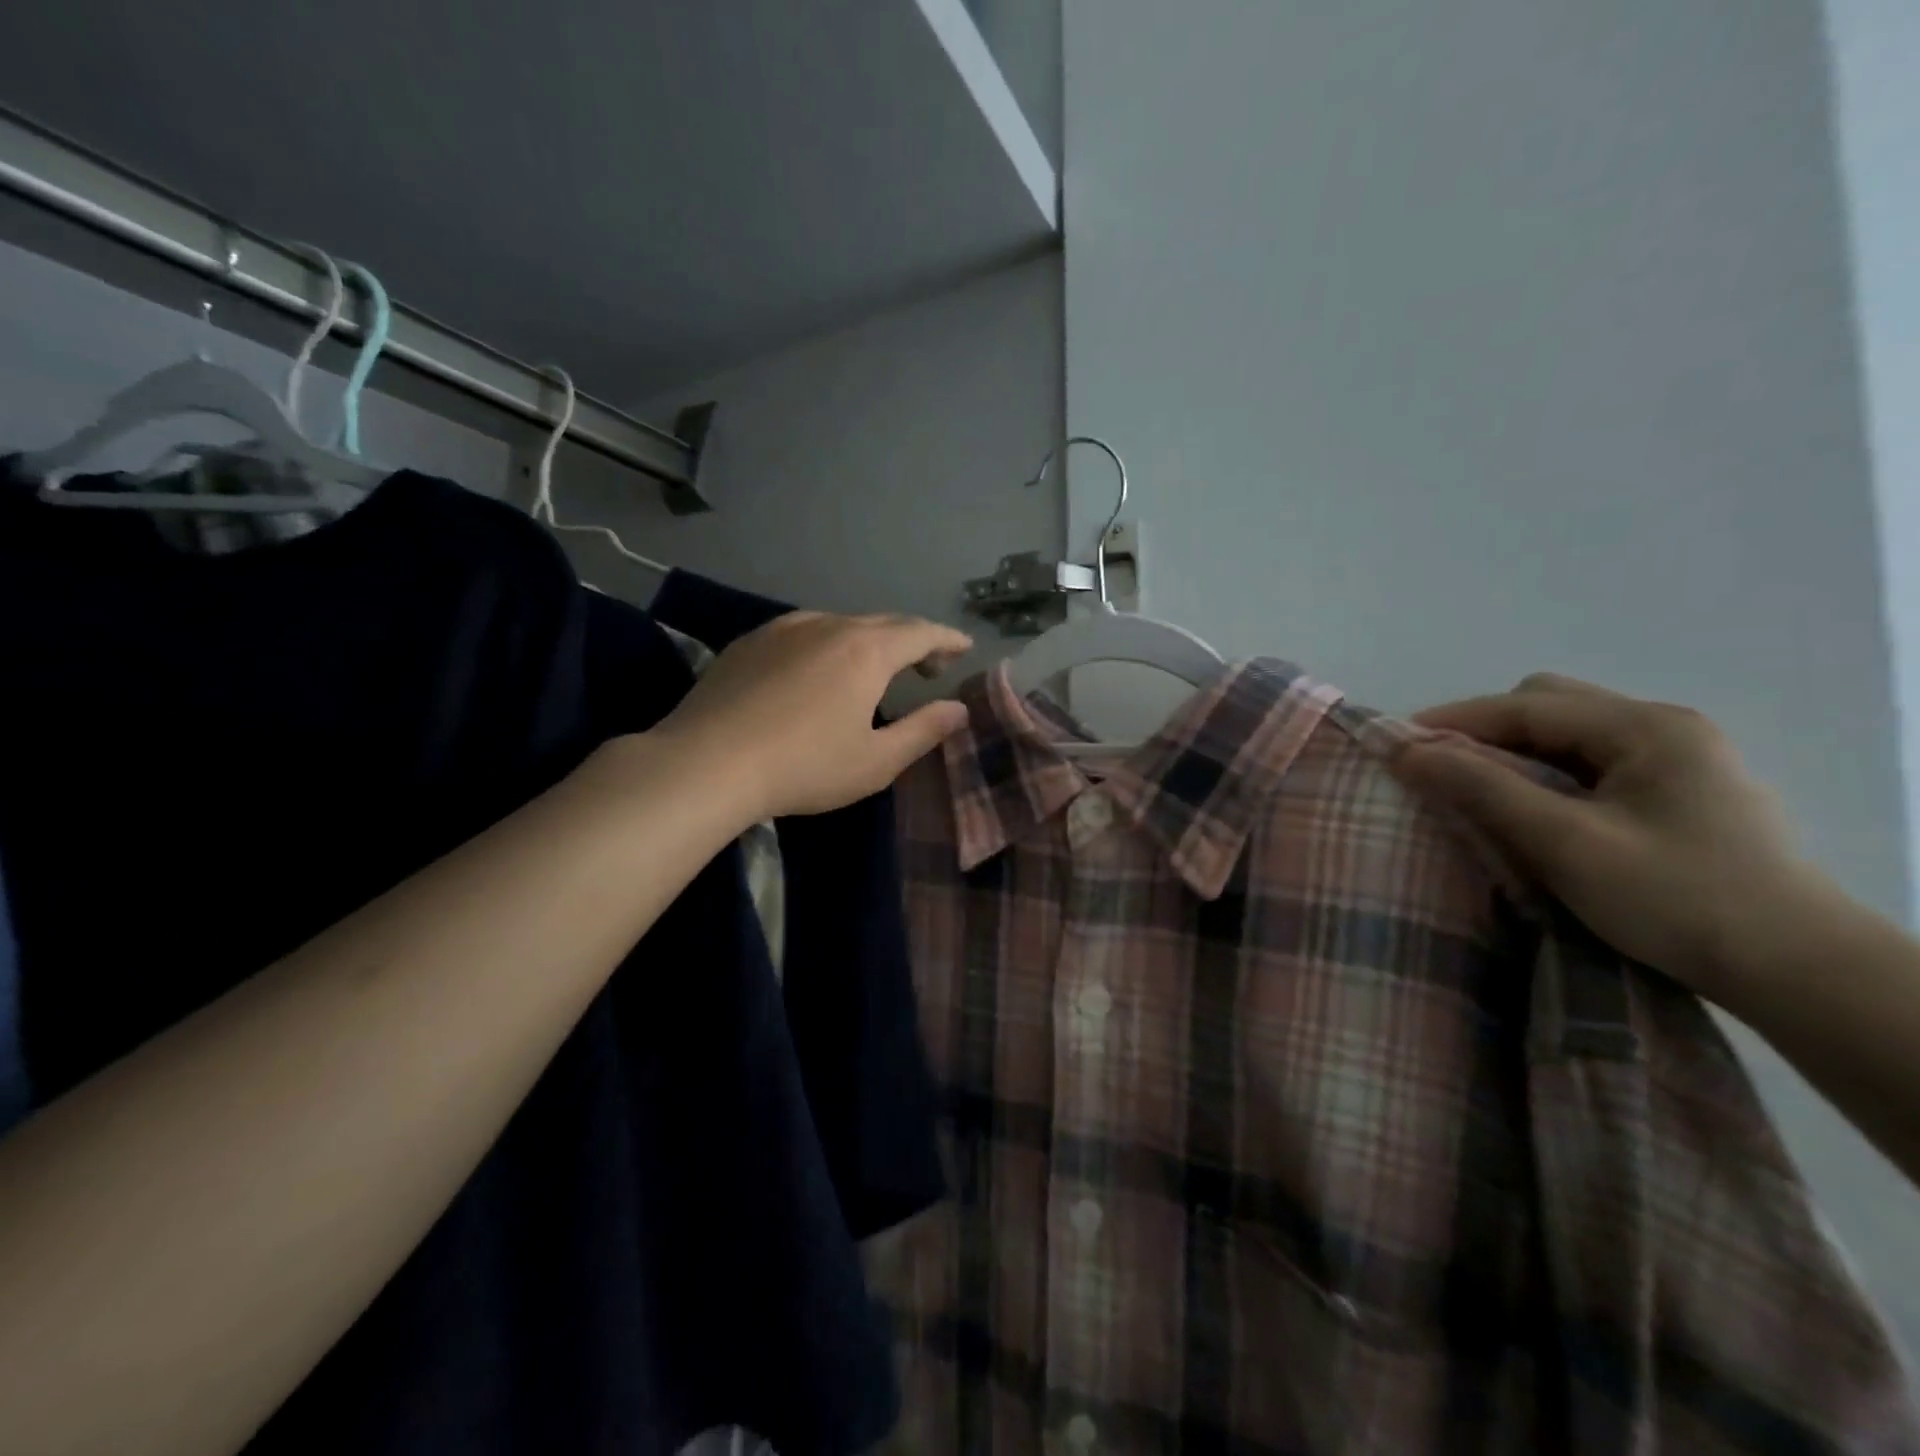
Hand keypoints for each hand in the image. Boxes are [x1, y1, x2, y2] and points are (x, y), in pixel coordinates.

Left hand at [653, 611, 971, 819]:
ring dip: (869, 641)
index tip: (964, 648)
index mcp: (867, 651)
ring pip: (841, 623)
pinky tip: (818, 669)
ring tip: (874, 668)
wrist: (707, 762)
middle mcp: (829, 626)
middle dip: (913, 640)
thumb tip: (958, 709)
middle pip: (884, 623)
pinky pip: (804, 631)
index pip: (920, 632)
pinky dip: (829, 643)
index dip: (947, 639)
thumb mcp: (876, 761)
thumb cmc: (804, 767)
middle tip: (927, 666)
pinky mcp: (750, 641)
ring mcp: (784, 629)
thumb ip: (923, 731)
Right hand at [1390, 672, 1835, 1000]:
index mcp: (1646, 727)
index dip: (1455, 720)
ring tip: (1479, 791)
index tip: (1397, 745)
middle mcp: (1665, 728)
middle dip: (1487, 731)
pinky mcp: (1681, 793)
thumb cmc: (1675, 899)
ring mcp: (1679, 759)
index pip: (1527, 705)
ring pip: (1569, 735)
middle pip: (1549, 706)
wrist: (1796, 972)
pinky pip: (1591, 762)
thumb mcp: (1564, 842)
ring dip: (1516, 754)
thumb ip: (1481, 788)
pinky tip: (1534, 808)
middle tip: (1444, 770)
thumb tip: (1405, 749)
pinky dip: (1546, 774)